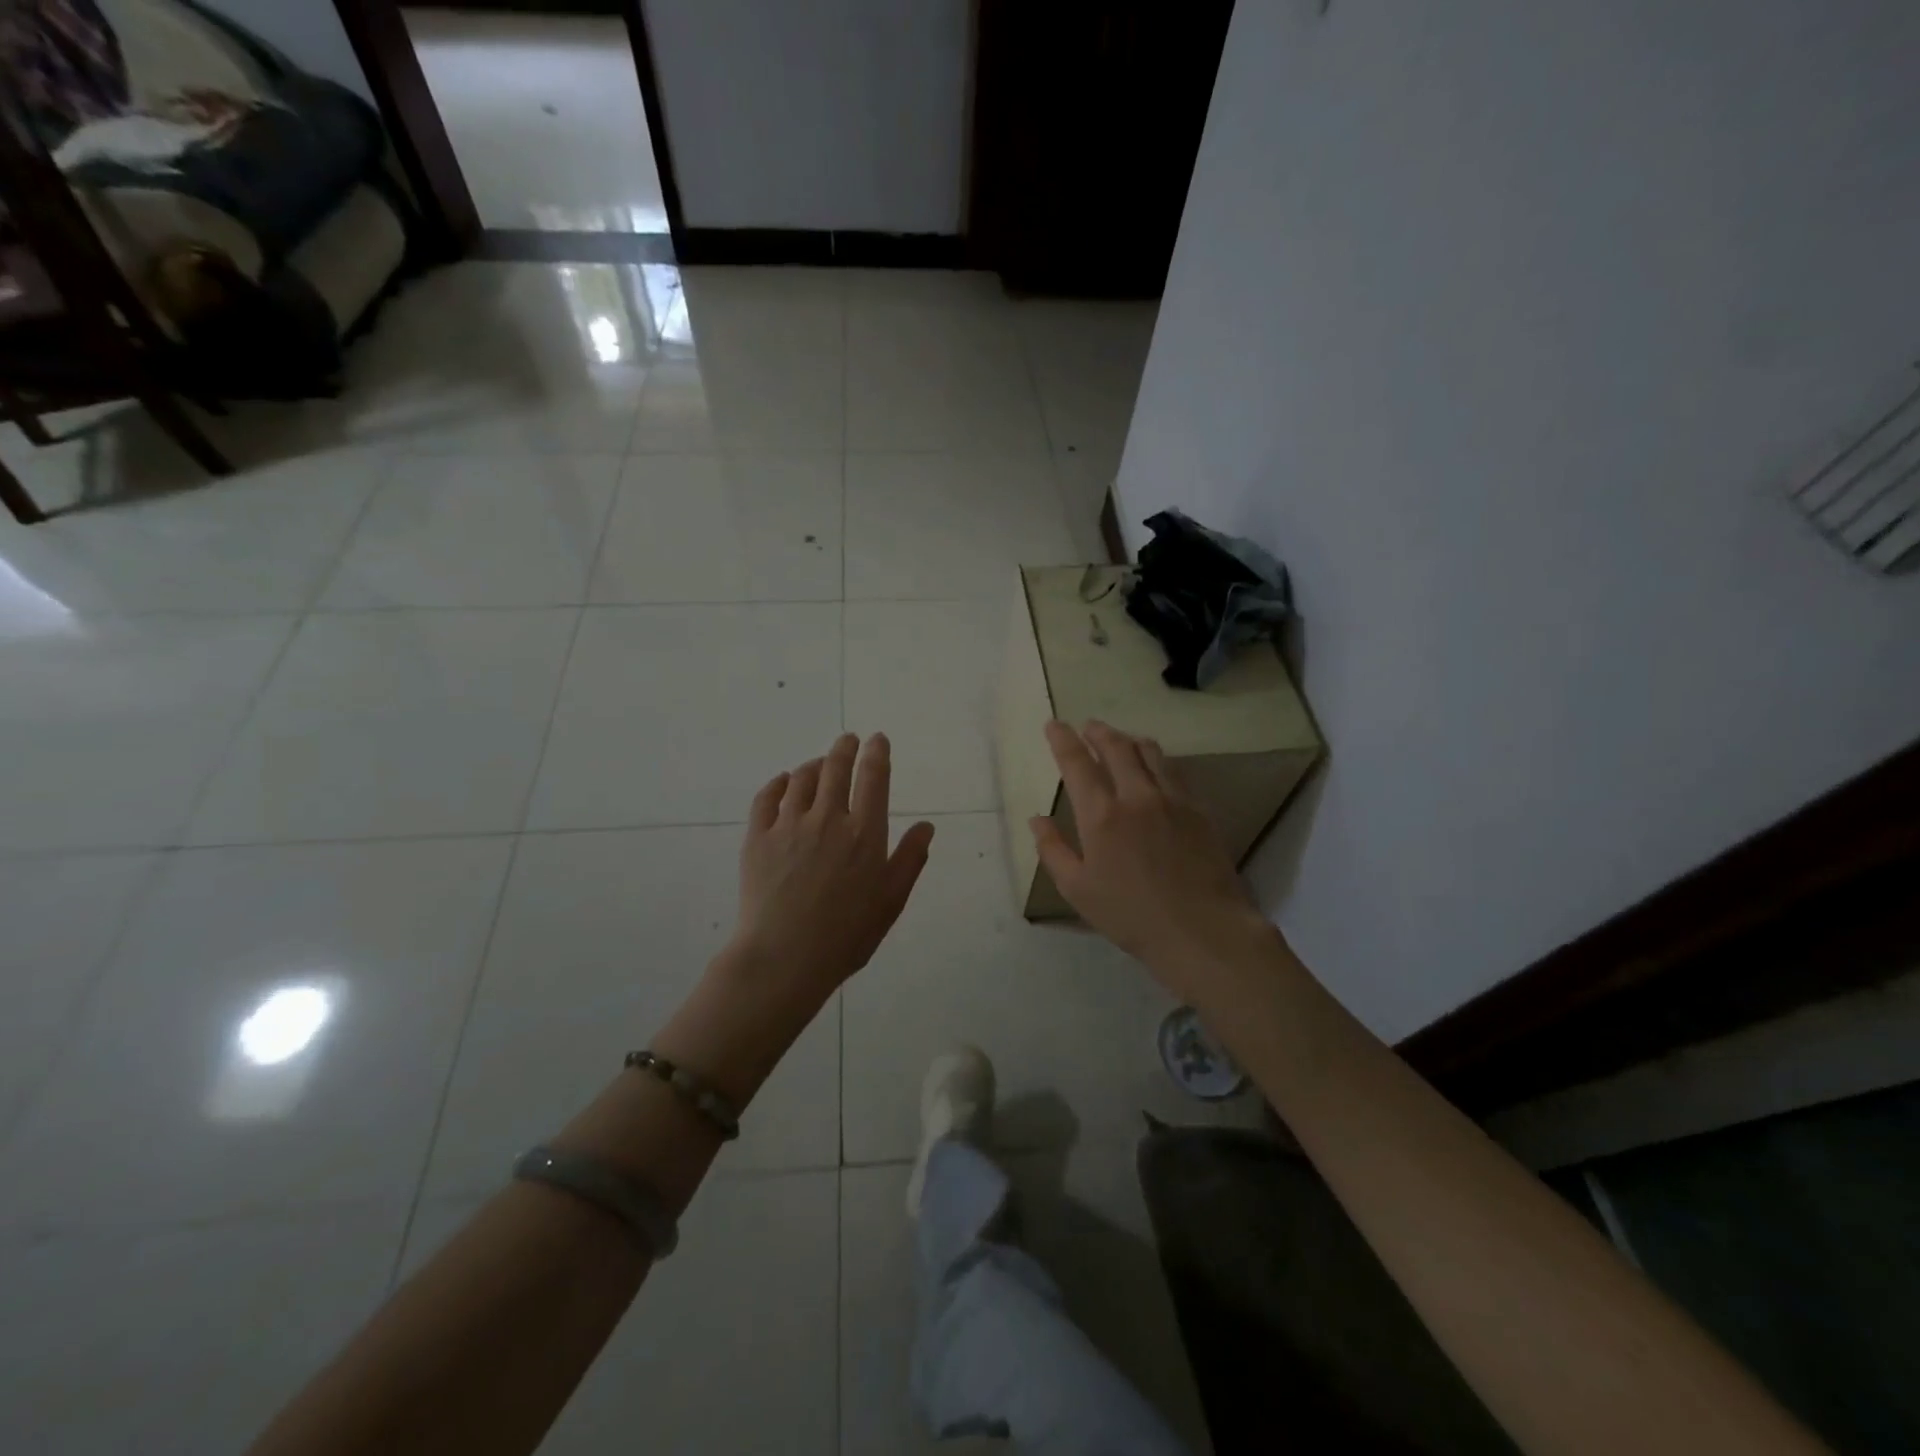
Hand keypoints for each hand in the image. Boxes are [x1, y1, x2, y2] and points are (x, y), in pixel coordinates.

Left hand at [730, 733, 935, 1004]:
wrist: (784, 957)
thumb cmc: (847, 934)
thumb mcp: (891, 901)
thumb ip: (910, 859)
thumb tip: (926, 825)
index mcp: (864, 833)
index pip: (873, 777)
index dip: (877, 753)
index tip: (877, 739)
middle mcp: (828, 818)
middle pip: (835, 767)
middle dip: (844, 748)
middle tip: (848, 740)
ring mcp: (789, 825)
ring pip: (801, 778)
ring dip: (813, 765)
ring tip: (819, 764)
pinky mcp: (758, 838)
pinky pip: (766, 797)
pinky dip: (777, 784)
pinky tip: (782, 783)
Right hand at [1031, 720, 1270, 999]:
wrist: (1202, 930)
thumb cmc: (1131, 915)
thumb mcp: (1077, 890)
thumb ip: (1053, 850)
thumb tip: (1037, 819)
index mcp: (1101, 815)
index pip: (1077, 763)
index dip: (1063, 739)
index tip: (1054, 724)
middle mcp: (1136, 796)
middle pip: (1116, 747)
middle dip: (1098, 731)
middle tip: (1088, 727)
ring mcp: (1172, 799)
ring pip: (1150, 752)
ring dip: (1129, 740)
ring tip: (1121, 740)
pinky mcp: (1198, 809)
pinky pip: (1174, 771)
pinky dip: (1157, 760)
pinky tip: (1156, 768)